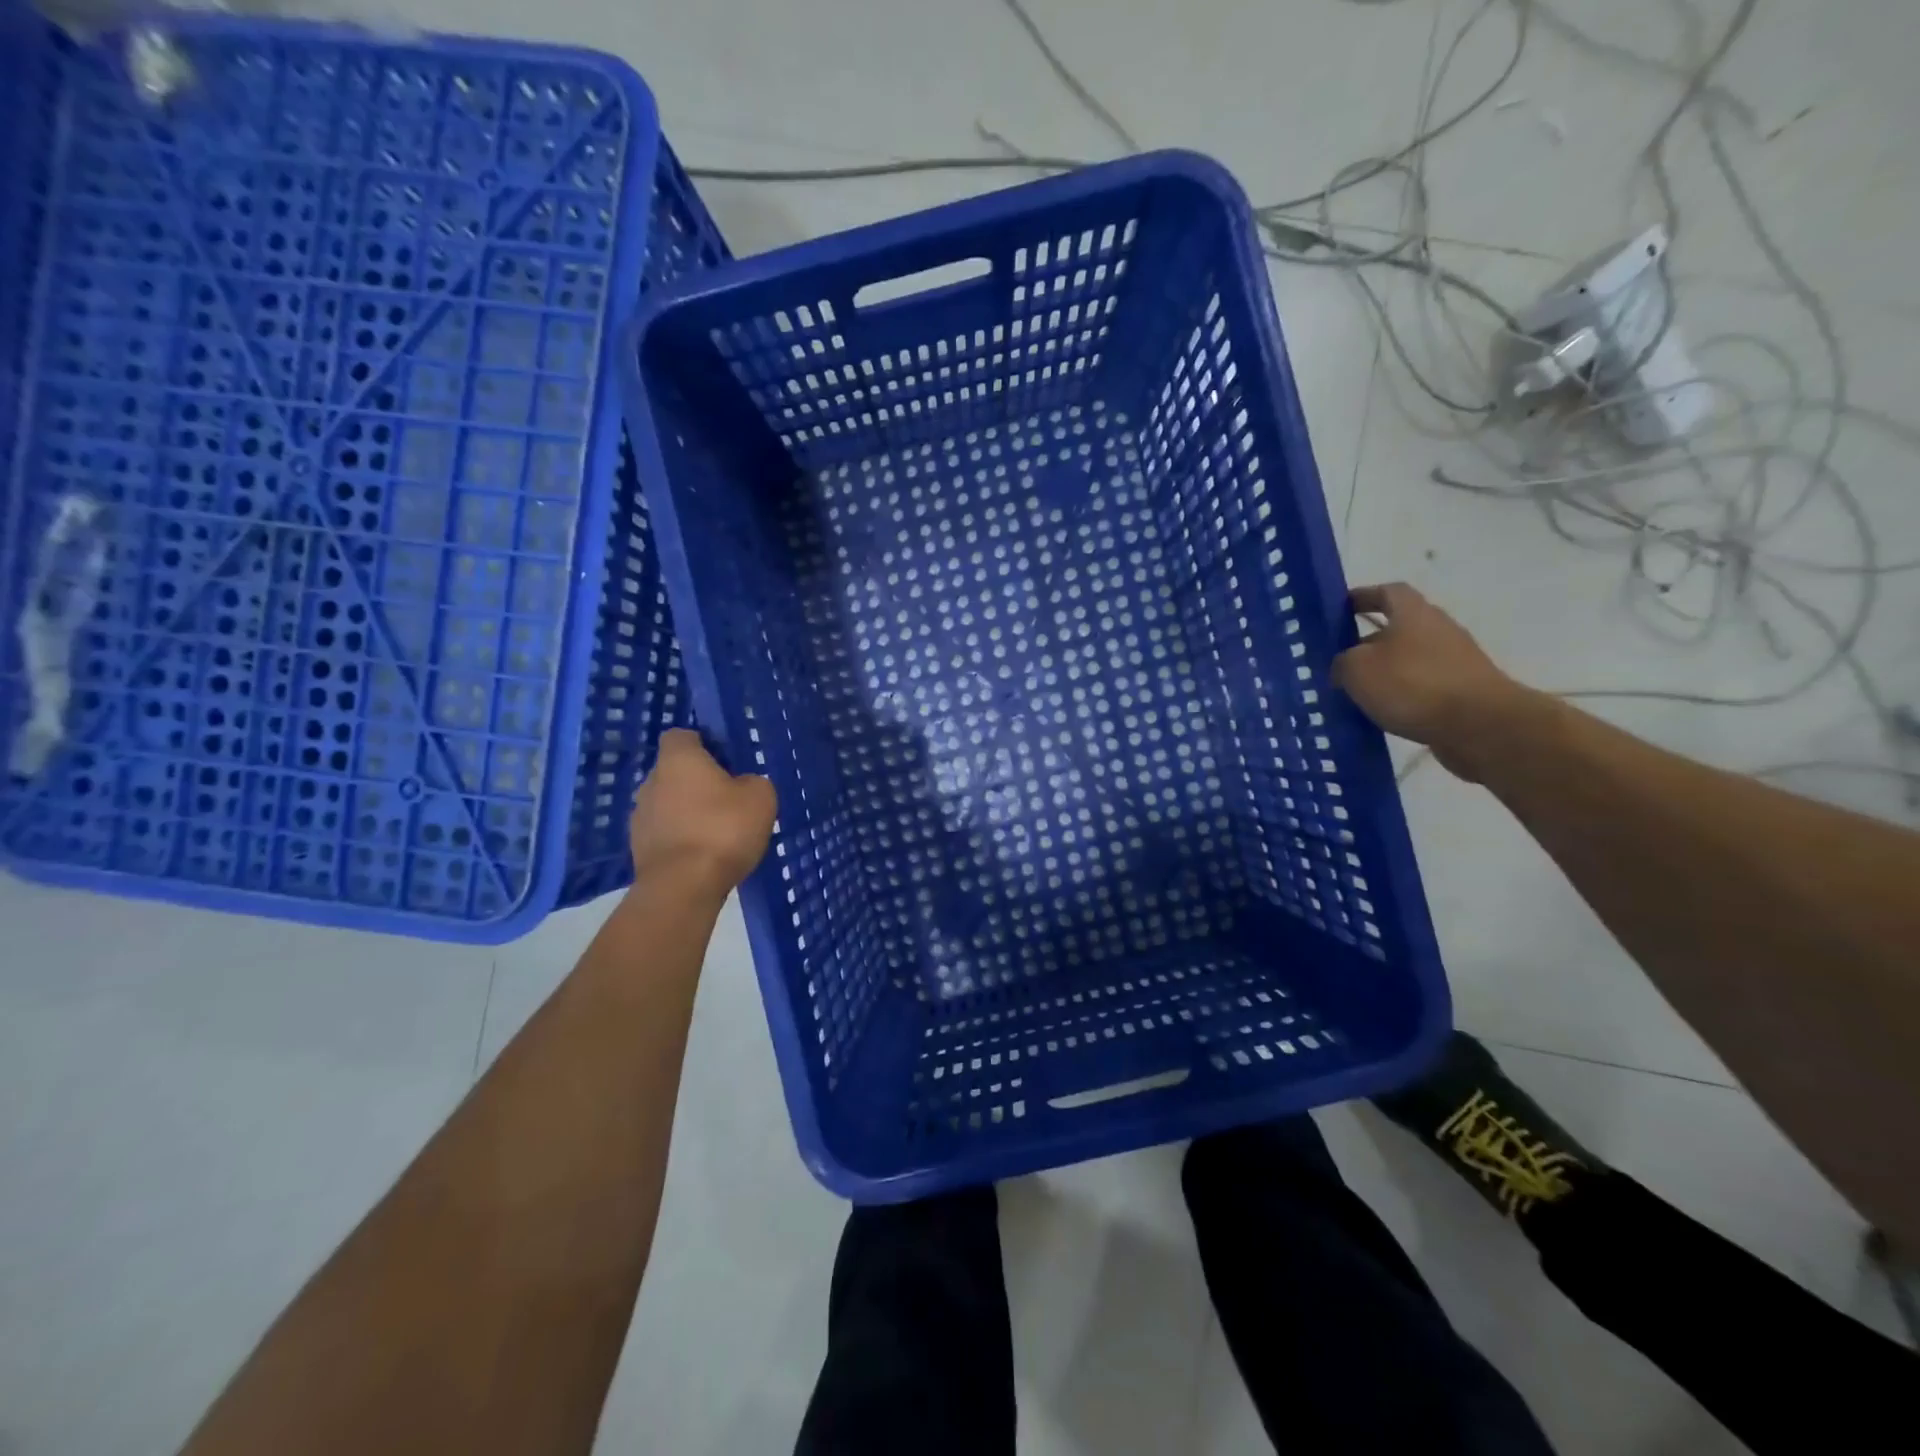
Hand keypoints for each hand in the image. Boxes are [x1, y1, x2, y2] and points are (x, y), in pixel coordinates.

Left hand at [630, 729, 776, 892]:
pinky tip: (703, 855)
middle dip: (696, 781)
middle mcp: (651, 781)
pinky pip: (664, 833)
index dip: (703, 743)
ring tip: (716, 832)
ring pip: (667, 803)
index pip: (682, 735)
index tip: (725, 760)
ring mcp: (640, 817)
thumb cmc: (723, 829)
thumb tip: (742, 785)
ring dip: (687, 811)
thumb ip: (752, 782)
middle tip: (727, 798)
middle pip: (674, 771)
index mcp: (678, 760)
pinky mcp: (638, 849)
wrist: (683, 887)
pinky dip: (681, 838)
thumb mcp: (760, 796)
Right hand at [1330, 583, 1533, 780]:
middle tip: (1340, 661)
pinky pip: (1423, 685)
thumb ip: (1342, 662)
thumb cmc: (1412, 684)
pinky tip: (1385, 712)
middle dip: (1369, 642)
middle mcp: (1438, 628)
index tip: (1341, 610)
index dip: (1363, 597)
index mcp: (1413, 613)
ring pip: (1409, 658)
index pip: (1387, 592)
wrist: (1480, 724)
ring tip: (1358, 692)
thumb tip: (1344, 666)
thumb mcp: (1357, 669)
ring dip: (1385, 671)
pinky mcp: (1464, 689)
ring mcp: (1455, 659)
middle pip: (1399, 627)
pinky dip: (1403, 694)